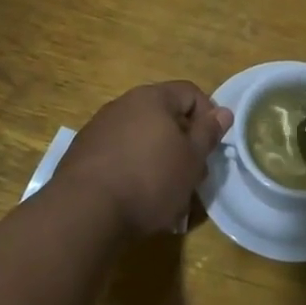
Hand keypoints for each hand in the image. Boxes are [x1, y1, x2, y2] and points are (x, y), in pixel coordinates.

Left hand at [50, 82, 231, 237]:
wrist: (84, 212)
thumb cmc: (149, 180)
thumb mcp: (191, 159)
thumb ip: (208, 132)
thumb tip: (223, 111)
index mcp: (152, 98)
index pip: (190, 92)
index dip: (208, 116)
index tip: (212, 147)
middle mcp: (123, 104)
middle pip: (164, 116)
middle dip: (183, 143)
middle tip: (192, 175)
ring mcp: (98, 128)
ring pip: (141, 137)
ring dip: (158, 158)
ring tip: (166, 192)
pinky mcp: (82, 154)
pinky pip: (119, 154)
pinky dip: (133, 169)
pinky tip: (136, 197)